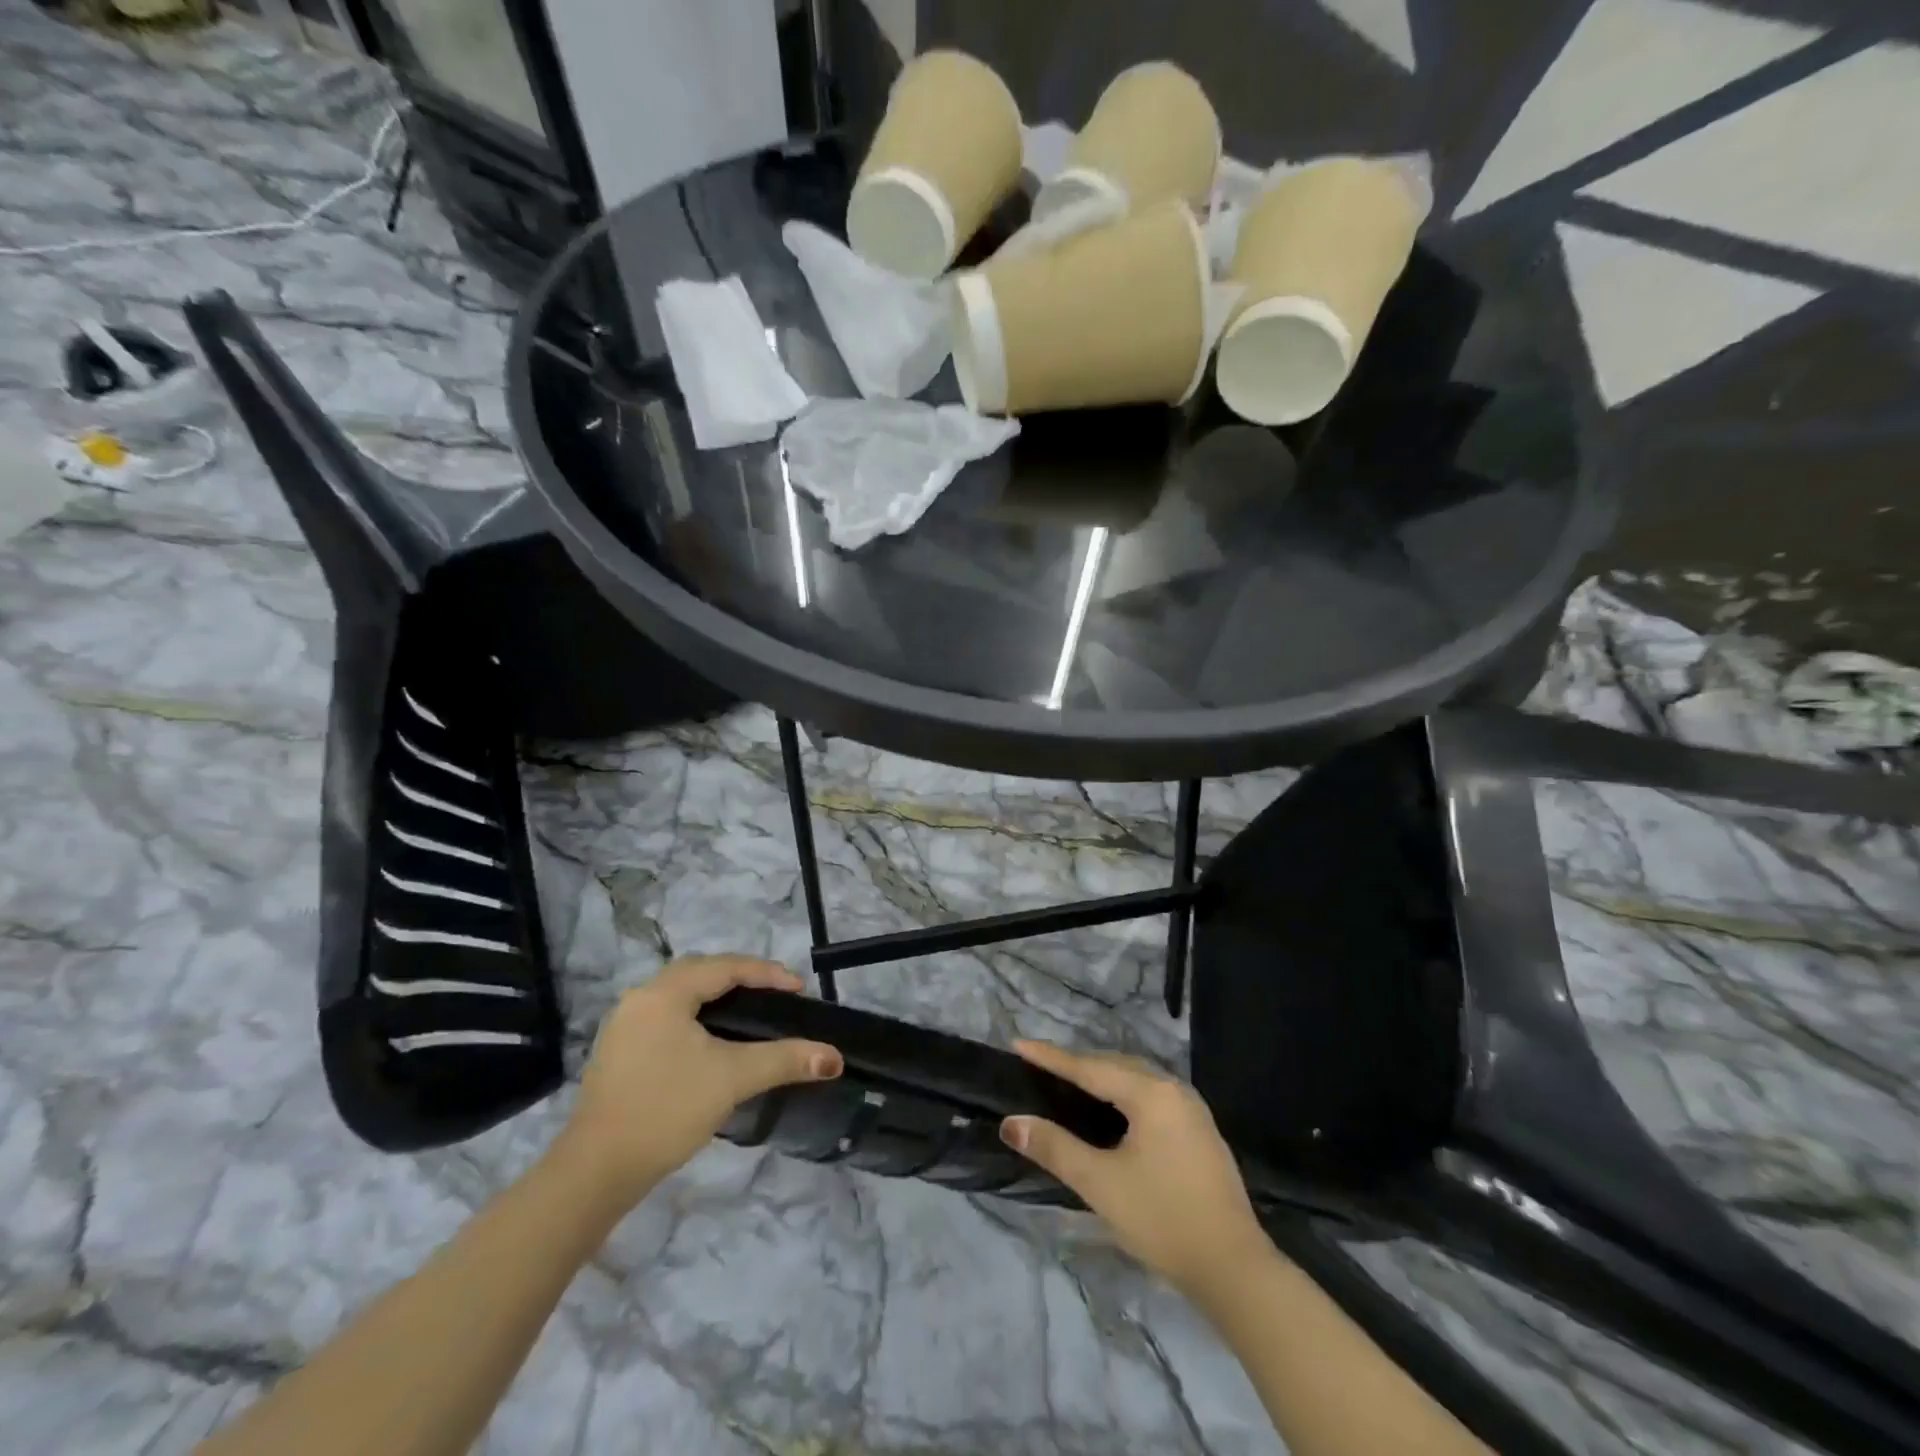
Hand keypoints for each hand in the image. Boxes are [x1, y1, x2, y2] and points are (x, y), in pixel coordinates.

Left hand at [558, 956, 842, 1207]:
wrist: (595, 1172)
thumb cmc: (666, 1110)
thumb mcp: (733, 1078)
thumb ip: (785, 1060)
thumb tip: (834, 1058)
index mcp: (665, 993)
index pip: (725, 967)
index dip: (767, 973)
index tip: (800, 989)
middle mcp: (641, 998)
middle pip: (701, 973)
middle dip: (742, 978)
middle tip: (776, 995)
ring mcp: (624, 1025)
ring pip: (681, 995)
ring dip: (717, 996)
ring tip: (751, 1012)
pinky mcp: (619, 1052)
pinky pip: (667, 1016)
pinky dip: (697, 1016)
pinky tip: (712, 1040)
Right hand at [1001, 1040, 1269, 1299]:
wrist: (1235, 1270)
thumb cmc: (1163, 1219)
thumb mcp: (1101, 1184)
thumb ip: (1055, 1148)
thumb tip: (1012, 1123)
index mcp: (1152, 1093)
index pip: (1090, 1067)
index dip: (1052, 1057)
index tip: (1019, 1044)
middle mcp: (1174, 1090)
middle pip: (1116, 1065)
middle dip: (1077, 1063)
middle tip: (1041, 1065)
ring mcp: (1192, 1111)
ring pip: (1136, 1080)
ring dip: (1102, 1078)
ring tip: (1069, 1082)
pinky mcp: (1199, 1133)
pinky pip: (1151, 1097)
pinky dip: (1123, 1095)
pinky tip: (1111, 1112)